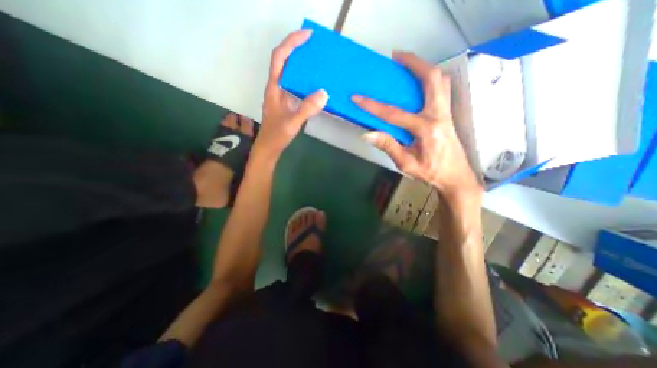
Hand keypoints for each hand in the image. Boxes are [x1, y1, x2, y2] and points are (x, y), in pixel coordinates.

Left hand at [254, 27, 330, 158]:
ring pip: (290, 74)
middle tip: (316, 47)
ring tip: (318, 63)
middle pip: (284, 61)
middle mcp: (277, 88)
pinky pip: (296, 87)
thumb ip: (307, 109)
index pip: (280, 58)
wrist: (269, 147)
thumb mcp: (292, 123)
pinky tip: (315, 85)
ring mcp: (281, 95)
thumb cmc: (276, 135)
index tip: (307, 35)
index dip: (291, 43)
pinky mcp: (286, 103)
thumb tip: (324, 93)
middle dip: (298, 50)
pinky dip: (305, 81)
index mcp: (274, 88)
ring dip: (302, 65)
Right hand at [351, 52, 480, 197]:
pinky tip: (419, 82)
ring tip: (407, 64)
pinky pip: (442, 89)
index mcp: (426, 130)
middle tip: (396, 57)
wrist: (455, 176)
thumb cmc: (430, 172)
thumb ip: (389, 147)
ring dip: (424, 68)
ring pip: (440, 80)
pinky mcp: (447, 114)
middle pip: (431, 79)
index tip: (357, 97)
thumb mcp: (406, 164)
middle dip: (413, 63)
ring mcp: (446, 112)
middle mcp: (439, 115)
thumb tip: (368, 134)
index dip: (373, 106)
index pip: (394, 114)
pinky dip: (431, 79)